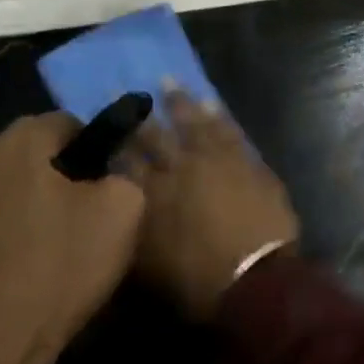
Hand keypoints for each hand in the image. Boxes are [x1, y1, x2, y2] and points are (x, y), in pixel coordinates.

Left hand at [0, 114, 143, 363]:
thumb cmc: (56, 269)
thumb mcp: (122, 213)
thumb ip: (124, 176)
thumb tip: (109, 177)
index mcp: (18, 143)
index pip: (65, 122)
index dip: (91, 148)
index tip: (103, 184)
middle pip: (26, 157)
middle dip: (51, 177)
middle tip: (76, 219)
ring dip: (16, 209)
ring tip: (39, 253)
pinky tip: (6, 276)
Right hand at [125, 89, 299, 320]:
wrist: (255, 279)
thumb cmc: (197, 281)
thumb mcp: (148, 265)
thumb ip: (134, 230)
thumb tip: (124, 207)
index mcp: (153, 194)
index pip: (127, 160)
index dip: (116, 142)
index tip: (107, 125)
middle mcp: (181, 169)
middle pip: (156, 136)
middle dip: (142, 115)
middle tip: (130, 88)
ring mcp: (217, 161)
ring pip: (195, 124)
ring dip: (182, 103)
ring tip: (170, 82)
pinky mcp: (247, 163)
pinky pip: (229, 131)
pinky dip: (219, 116)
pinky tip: (212, 104)